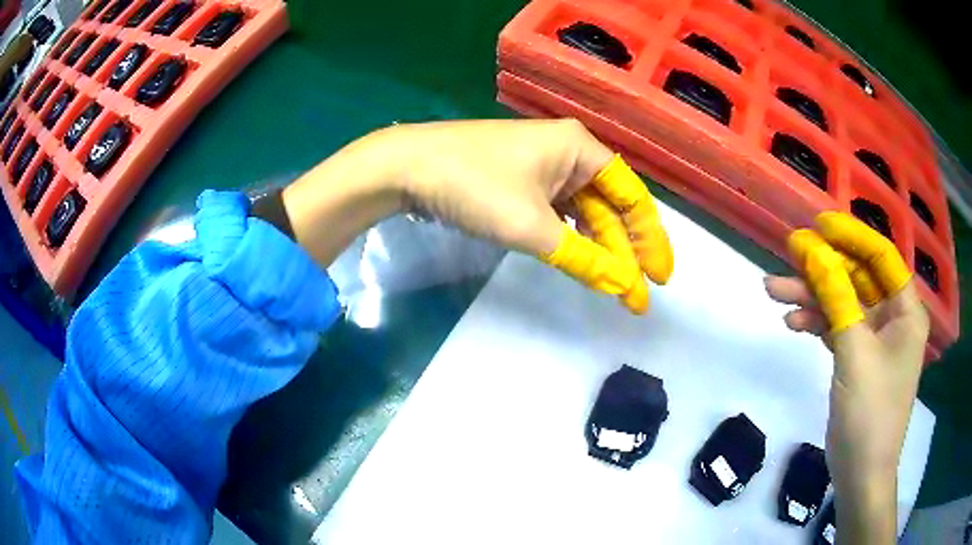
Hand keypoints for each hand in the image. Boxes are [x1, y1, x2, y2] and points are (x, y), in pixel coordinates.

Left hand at [285, 119, 673, 312]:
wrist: (407, 168)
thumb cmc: (474, 186)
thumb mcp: (532, 226)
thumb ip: (582, 259)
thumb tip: (623, 287)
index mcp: (580, 149)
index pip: (632, 197)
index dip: (651, 240)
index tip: (660, 279)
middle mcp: (569, 153)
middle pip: (610, 207)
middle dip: (626, 252)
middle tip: (638, 296)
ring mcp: (544, 167)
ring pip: (585, 213)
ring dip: (601, 249)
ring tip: (616, 286)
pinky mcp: (521, 183)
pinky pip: (560, 214)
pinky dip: (573, 240)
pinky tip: (583, 262)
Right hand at [765, 212, 928, 543]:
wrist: (861, 472)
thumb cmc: (870, 412)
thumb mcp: (854, 351)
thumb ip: (836, 298)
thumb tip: (812, 251)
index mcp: (906, 310)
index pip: (881, 256)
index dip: (851, 235)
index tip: (818, 225)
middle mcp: (894, 317)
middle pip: (858, 278)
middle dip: (824, 268)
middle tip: (788, 255)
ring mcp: (876, 339)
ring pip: (844, 303)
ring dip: (813, 297)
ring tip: (774, 291)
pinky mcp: (859, 358)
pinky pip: (838, 328)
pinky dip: (817, 323)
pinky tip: (793, 322)